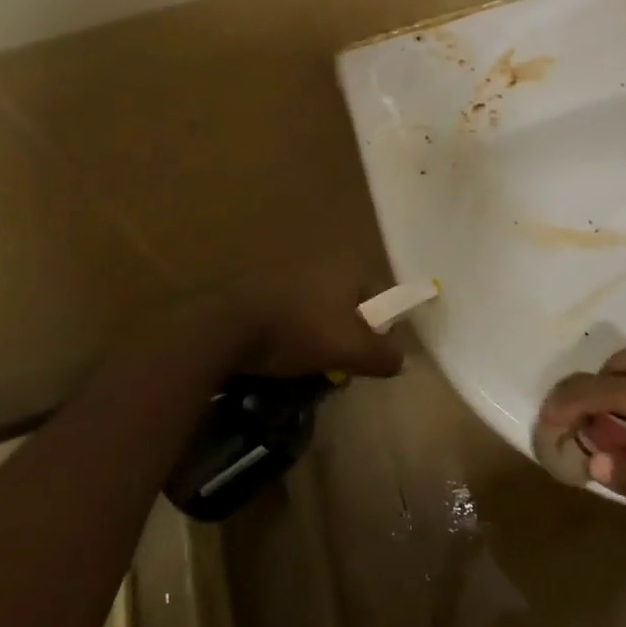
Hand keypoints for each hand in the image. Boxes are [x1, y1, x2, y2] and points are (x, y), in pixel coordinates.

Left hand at [219, 257, 403, 379]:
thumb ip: (380, 355)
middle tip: (341, 365)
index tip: (372, 357)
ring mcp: (290, 271)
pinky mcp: (262, 286)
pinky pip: (292, 312)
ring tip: (309, 364)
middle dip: (349, 335)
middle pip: (351, 303)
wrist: (223, 324)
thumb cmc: (296, 330)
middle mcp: (324, 261)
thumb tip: (402, 360)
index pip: (382, 296)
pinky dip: (293, 332)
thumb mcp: (347, 350)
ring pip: (320, 309)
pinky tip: (281, 355)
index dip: (383, 328)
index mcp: (349, 267)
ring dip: (320, 335)